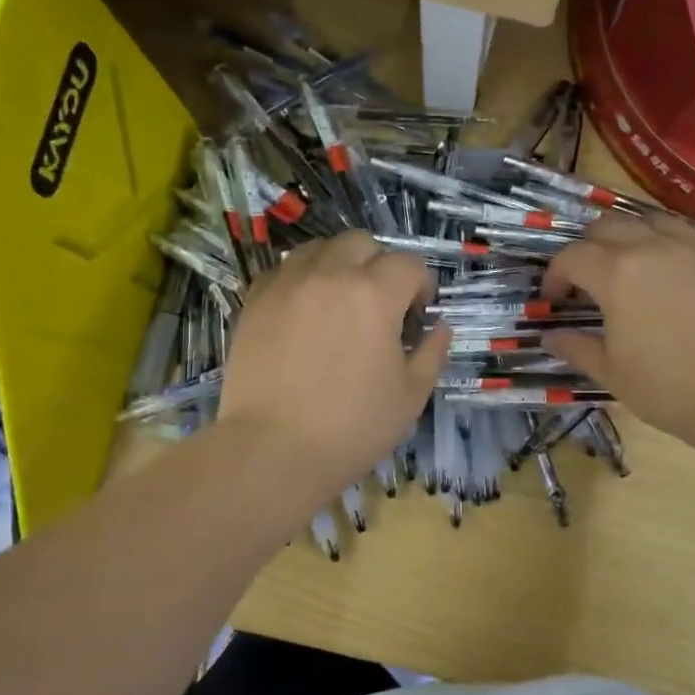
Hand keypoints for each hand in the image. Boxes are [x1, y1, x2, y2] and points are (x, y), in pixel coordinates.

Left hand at [219, 231, 450, 492]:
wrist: (272, 450)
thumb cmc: (352, 426)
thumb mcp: (411, 395)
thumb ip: (432, 353)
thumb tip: (439, 327)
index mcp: (374, 294)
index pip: (408, 264)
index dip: (421, 286)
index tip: (417, 316)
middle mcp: (329, 275)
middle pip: (361, 243)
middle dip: (380, 265)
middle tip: (380, 305)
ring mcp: (286, 284)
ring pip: (319, 249)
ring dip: (339, 265)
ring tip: (339, 303)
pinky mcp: (255, 301)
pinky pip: (284, 270)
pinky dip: (302, 279)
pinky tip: (305, 313)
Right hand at [541, 213, 694, 462]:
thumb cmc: (668, 387)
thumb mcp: (612, 372)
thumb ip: (577, 348)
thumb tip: (550, 337)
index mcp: (616, 274)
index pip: (572, 256)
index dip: (555, 275)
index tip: (555, 300)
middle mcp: (650, 248)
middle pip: (606, 226)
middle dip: (586, 249)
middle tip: (584, 280)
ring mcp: (689, 248)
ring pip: (646, 219)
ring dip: (626, 235)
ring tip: (625, 263)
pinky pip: (683, 231)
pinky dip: (663, 238)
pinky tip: (664, 265)